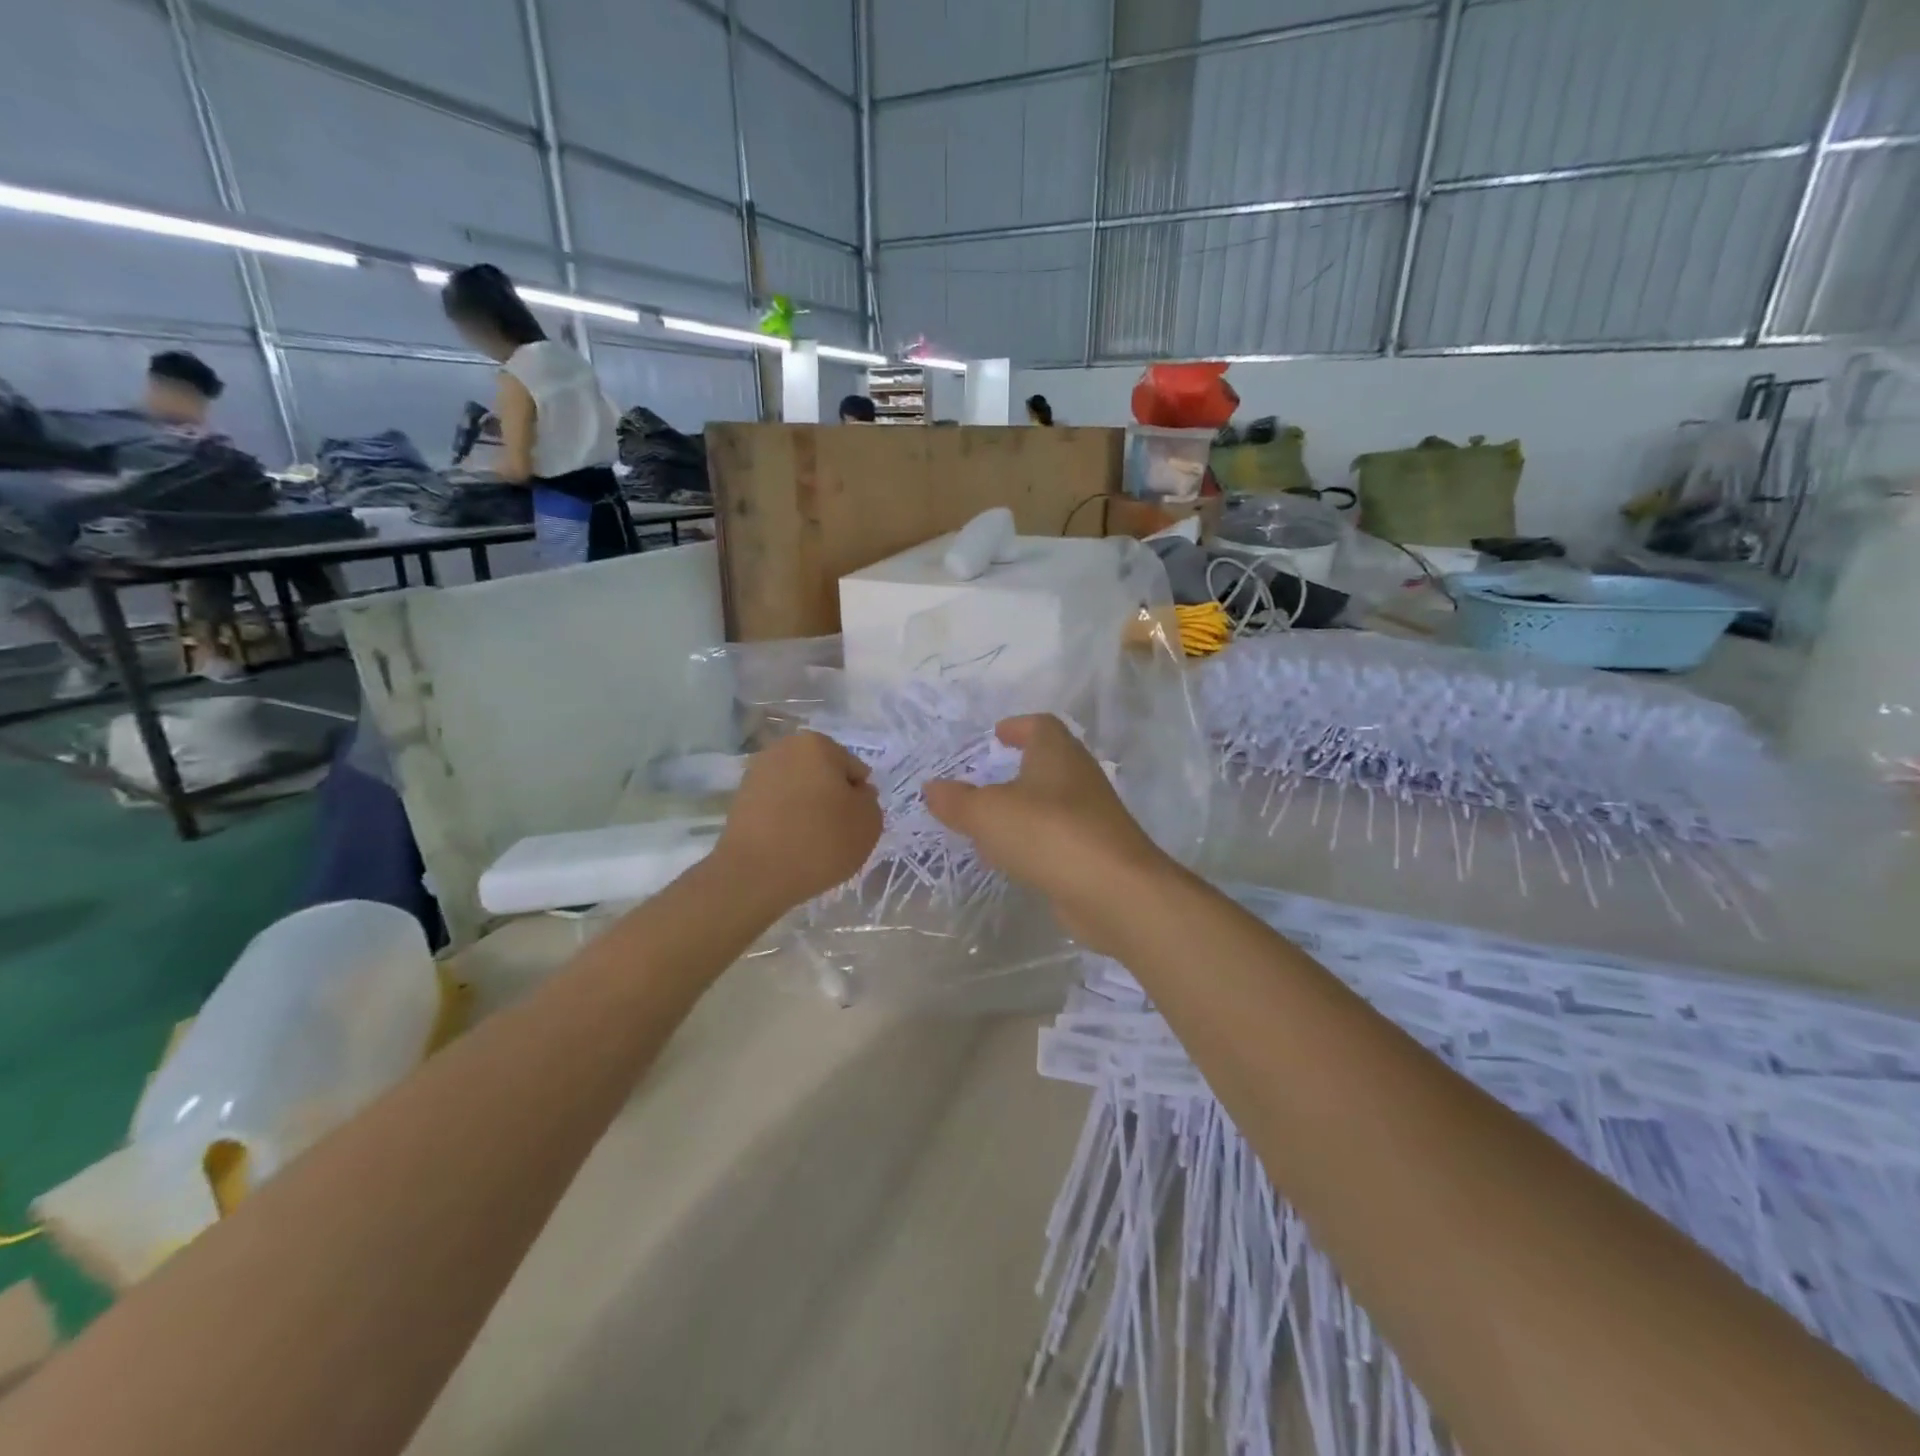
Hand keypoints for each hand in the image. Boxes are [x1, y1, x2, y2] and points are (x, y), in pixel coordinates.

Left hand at [715, 732, 880, 911]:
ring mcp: (757, 774)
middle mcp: (783, 749)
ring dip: (808, 811)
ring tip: (810, 844)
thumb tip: (853, 794)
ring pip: (798, 792)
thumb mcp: (869, 821)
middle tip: (834, 834)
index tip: (852, 824)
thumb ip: (868, 800)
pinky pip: (777, 809)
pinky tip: (788, 847)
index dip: (858, 799)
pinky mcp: (740, 800)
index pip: (853, 770)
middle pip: (823, 776)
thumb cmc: (821, 840)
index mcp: (816, 744)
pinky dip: (786, 822)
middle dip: (831, 800)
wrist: (756, 874)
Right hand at [923, 715, 1176, 950]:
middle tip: (985, 779)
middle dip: (1017, 769)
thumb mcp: (988, 814)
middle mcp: (1078, 777)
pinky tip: (1011, 858)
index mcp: (1057, 753)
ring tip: (989, 823)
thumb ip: (957, 801)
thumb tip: (930, 787)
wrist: (1113, 890)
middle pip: (1047, 763)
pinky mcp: (1094, 851)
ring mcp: (1091, 816)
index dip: (1017, 727)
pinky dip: (1033, 840)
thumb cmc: (1048, 833)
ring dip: (1023, 808)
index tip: (996, 735)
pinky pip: (1057, 836)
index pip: (1040, 726)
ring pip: (1051, 802)